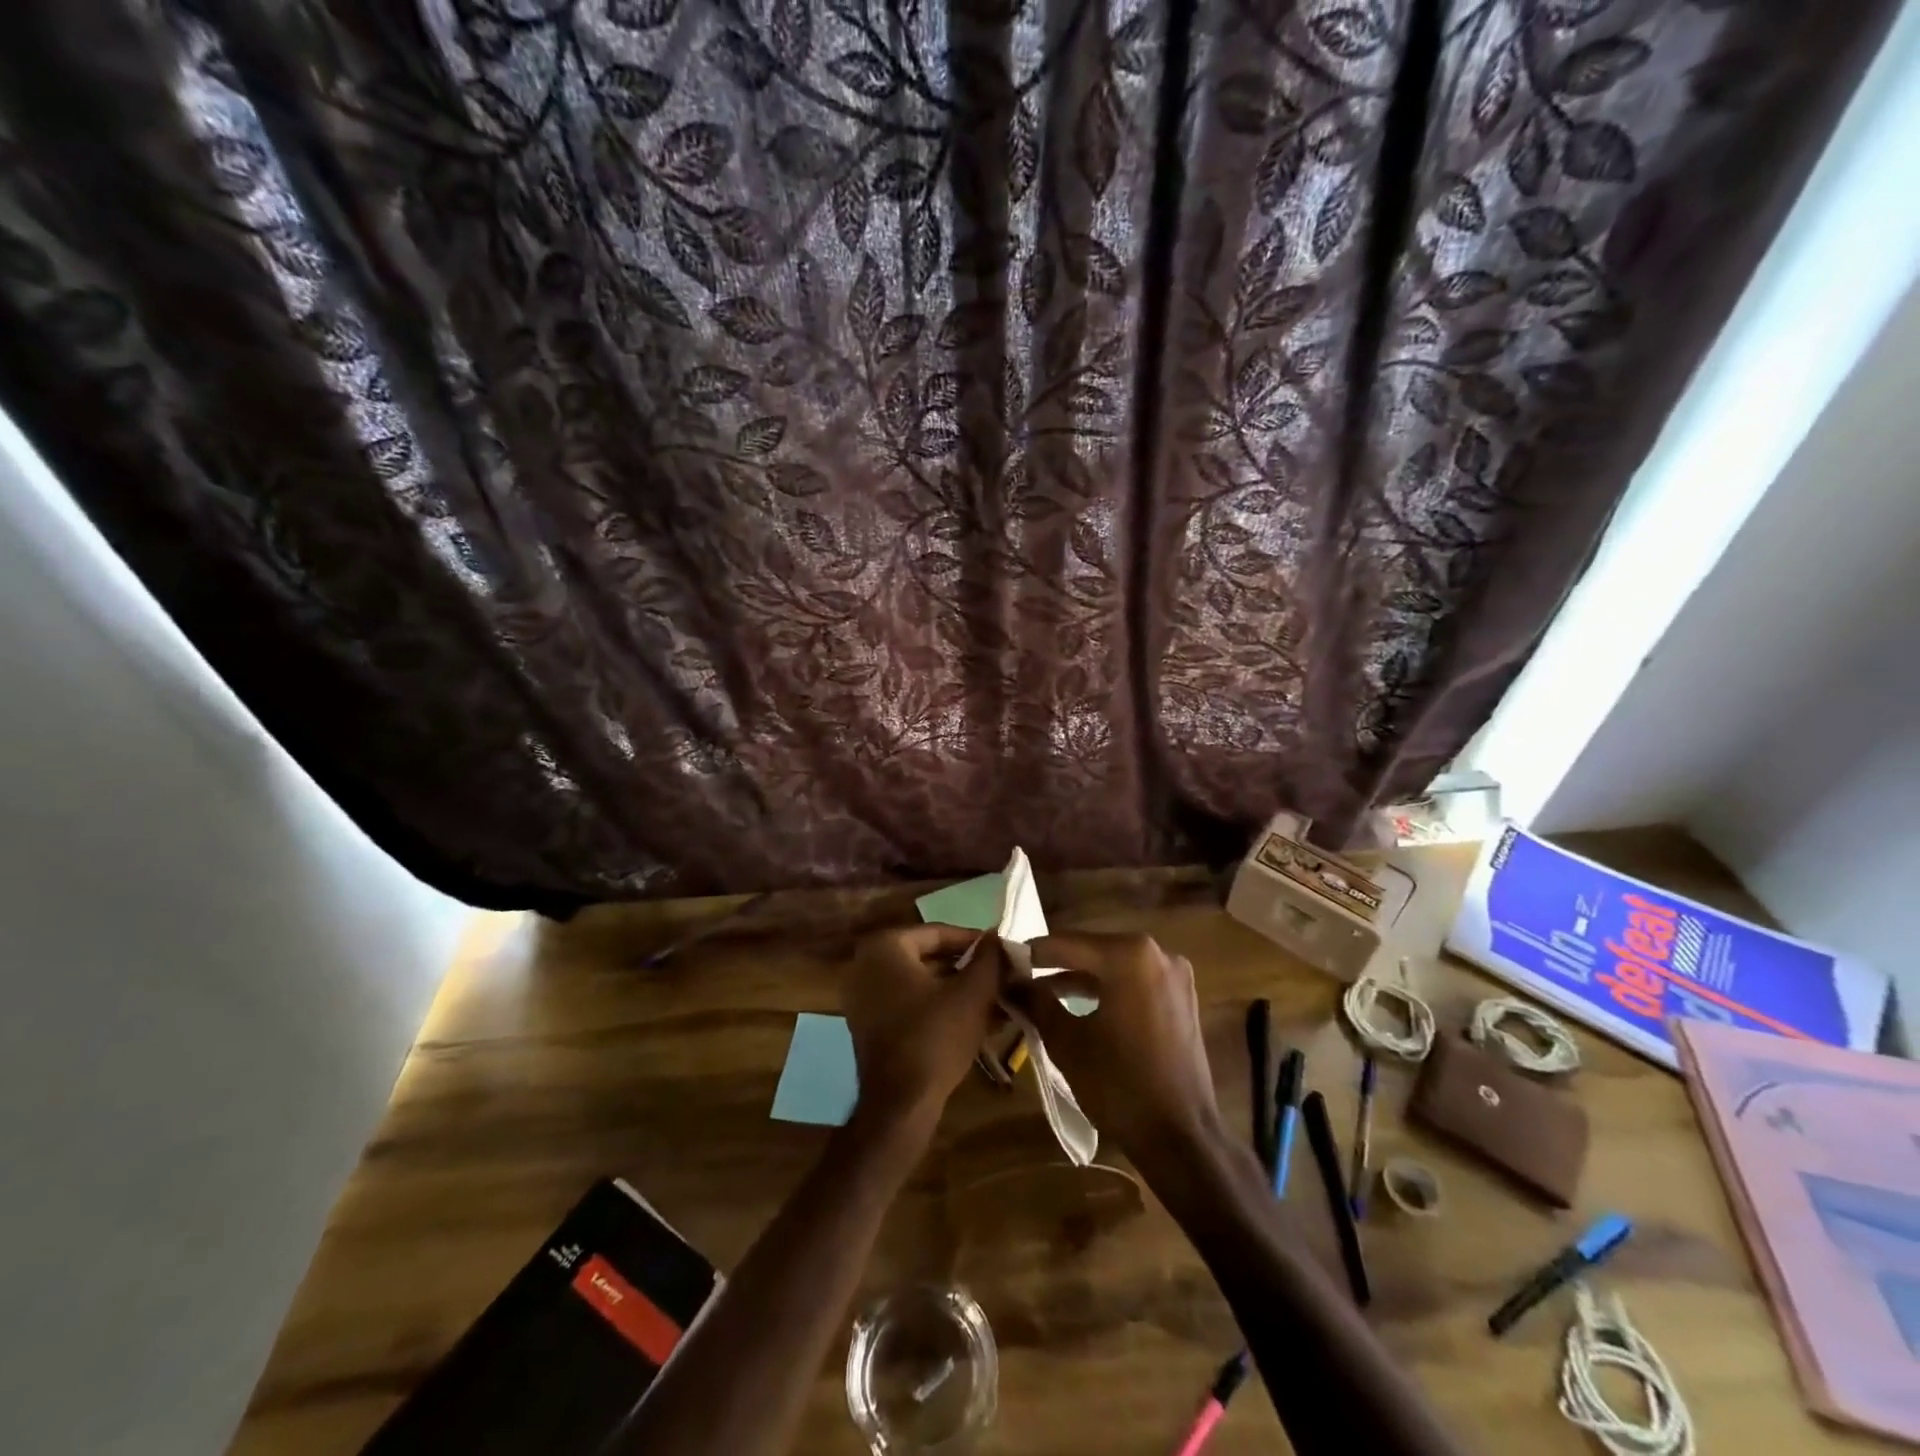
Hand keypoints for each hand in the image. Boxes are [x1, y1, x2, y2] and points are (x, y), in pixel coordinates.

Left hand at [843, 924, 1003, 1136]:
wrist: (900, 1104)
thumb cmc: (935, 1036)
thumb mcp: (974, 992)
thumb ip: (989, 958)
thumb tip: (997, 937)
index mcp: (885, 946)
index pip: (939, 933)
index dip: (976, 943)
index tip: (1003, 953)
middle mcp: (866, 964)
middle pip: (929, 957)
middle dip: (967, 968)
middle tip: (1000, 976)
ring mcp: (863, 996)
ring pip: (922, 982)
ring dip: (957, 989)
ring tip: (994, 999)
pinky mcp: (869, 1024)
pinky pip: (909, 1003)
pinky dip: (938, 1007)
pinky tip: (972, 1019)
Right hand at [1003, 933, 1223, 1173]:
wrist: (1181, 1139)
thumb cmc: (1119, 1086)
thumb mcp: (1067, 1042)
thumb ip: (1037, 1002)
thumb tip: (1010, 982)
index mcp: (1129, 955)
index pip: (1067, 943)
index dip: (1031, 952)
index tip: (1003, 961)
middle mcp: (1156, 953)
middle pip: (1092, 951)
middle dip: (1056, 965)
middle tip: (1019, 977)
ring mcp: (1174, 975)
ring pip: (1113, 967)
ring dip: (1080, 979)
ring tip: (1042, 995)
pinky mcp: (1181, 998)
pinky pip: (1134, 982)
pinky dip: (1106, 990)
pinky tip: (1079, 1007)